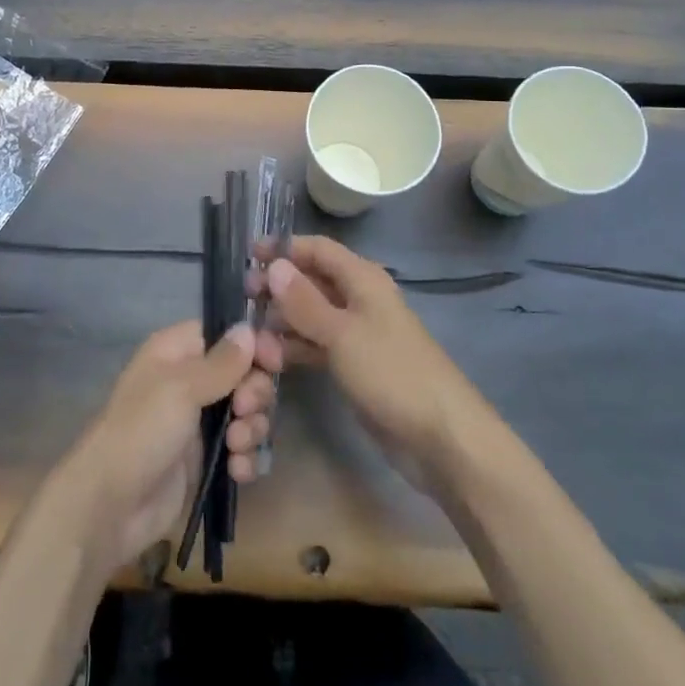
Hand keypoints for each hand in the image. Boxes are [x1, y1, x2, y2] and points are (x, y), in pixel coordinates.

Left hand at [55, 320, 279, 570]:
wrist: (111, 506)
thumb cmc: (142, 431)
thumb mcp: (181, 388)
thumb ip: (222, 362)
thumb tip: (248, 328)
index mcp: (177, 351)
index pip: (226, 334)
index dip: (253, 346)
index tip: (272, 363)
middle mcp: (190, 380)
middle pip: (244, 374)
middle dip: (254, 393)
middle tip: (244, 411)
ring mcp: (199, 421)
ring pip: (247, 413)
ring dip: (252, 429)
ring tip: (236, 447)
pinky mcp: (206, 459)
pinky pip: (241, 449)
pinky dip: (245, 458)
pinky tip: (238, 471)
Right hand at [254, 236, 493, 493]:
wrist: (440, 437)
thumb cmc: (392, 373)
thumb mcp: (342, 334)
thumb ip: (305, 301)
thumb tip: (274, 265)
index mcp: (363, 279)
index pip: (318, 249)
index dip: (284, 248)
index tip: (248, 255)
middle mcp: (359, 299)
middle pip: (312, 281)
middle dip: (278, 287)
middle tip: (243, 298)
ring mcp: (356, 334)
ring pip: (311, 316)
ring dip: (282, 322)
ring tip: (250, 336)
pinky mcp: (354, 365)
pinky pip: (317, 346)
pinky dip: (295, 349)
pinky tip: (270, 360)